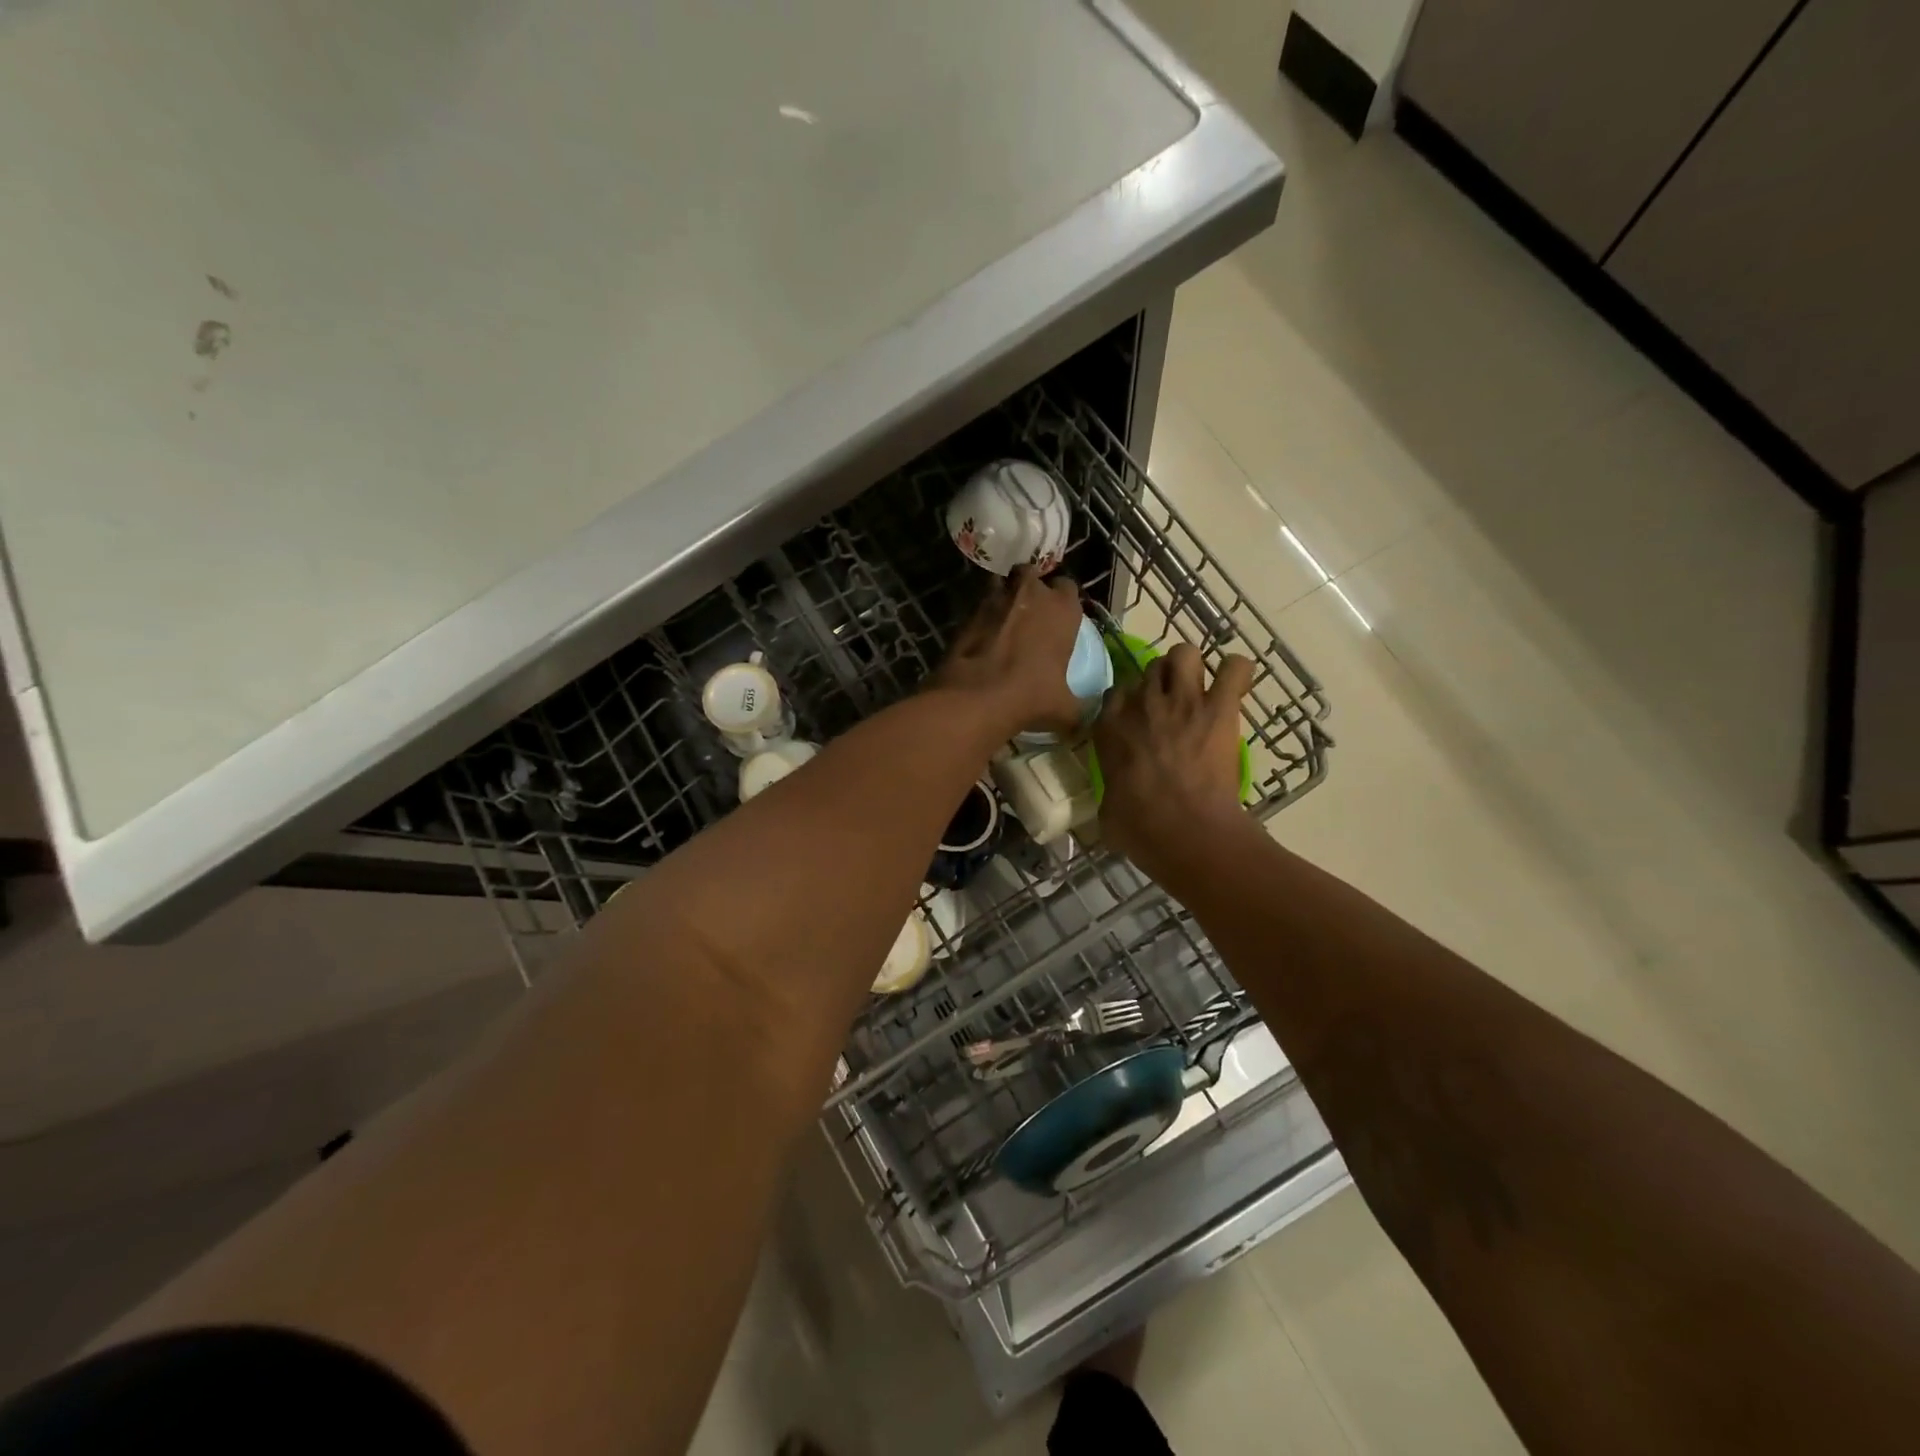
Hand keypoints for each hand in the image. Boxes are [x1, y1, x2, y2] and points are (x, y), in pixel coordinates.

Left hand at [934, 567, 1085, 737]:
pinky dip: (982, 617)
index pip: (1069, 588)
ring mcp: (996, 597)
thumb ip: (1080, 709)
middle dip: (1031, 590)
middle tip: (1031, 615)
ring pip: (1002, 584)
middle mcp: (1031, 592)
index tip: (1060, 619)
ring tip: (1004, 621)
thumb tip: (1087, 721)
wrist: (977, 696)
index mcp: (1062, 608)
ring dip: (1004, 597)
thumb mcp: (1066, 709)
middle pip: (1032, 577)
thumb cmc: (1032, 696)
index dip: (1063, 602)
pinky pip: (980, 606)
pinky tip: (983, 638)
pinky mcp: (968, 611)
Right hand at [1092, 643, 1253, 880]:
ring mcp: (1182, 701)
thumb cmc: (1141, 829)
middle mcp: (1142, 704)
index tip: (1138, 718)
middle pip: (1150, 668)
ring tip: (1202, 688)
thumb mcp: (1108, 811)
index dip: (1129, 701)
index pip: (1115, 692)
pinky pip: (1234, 668)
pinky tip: (1236, 688)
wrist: (1186, 832)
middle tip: (1174, 706)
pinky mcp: (1220, 708)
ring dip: (1192, 667)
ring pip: (1185, 653)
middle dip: (1161, 681)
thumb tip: (1116, 799)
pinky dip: (1238, 673)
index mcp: (1110, 728)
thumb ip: (1111, 790)